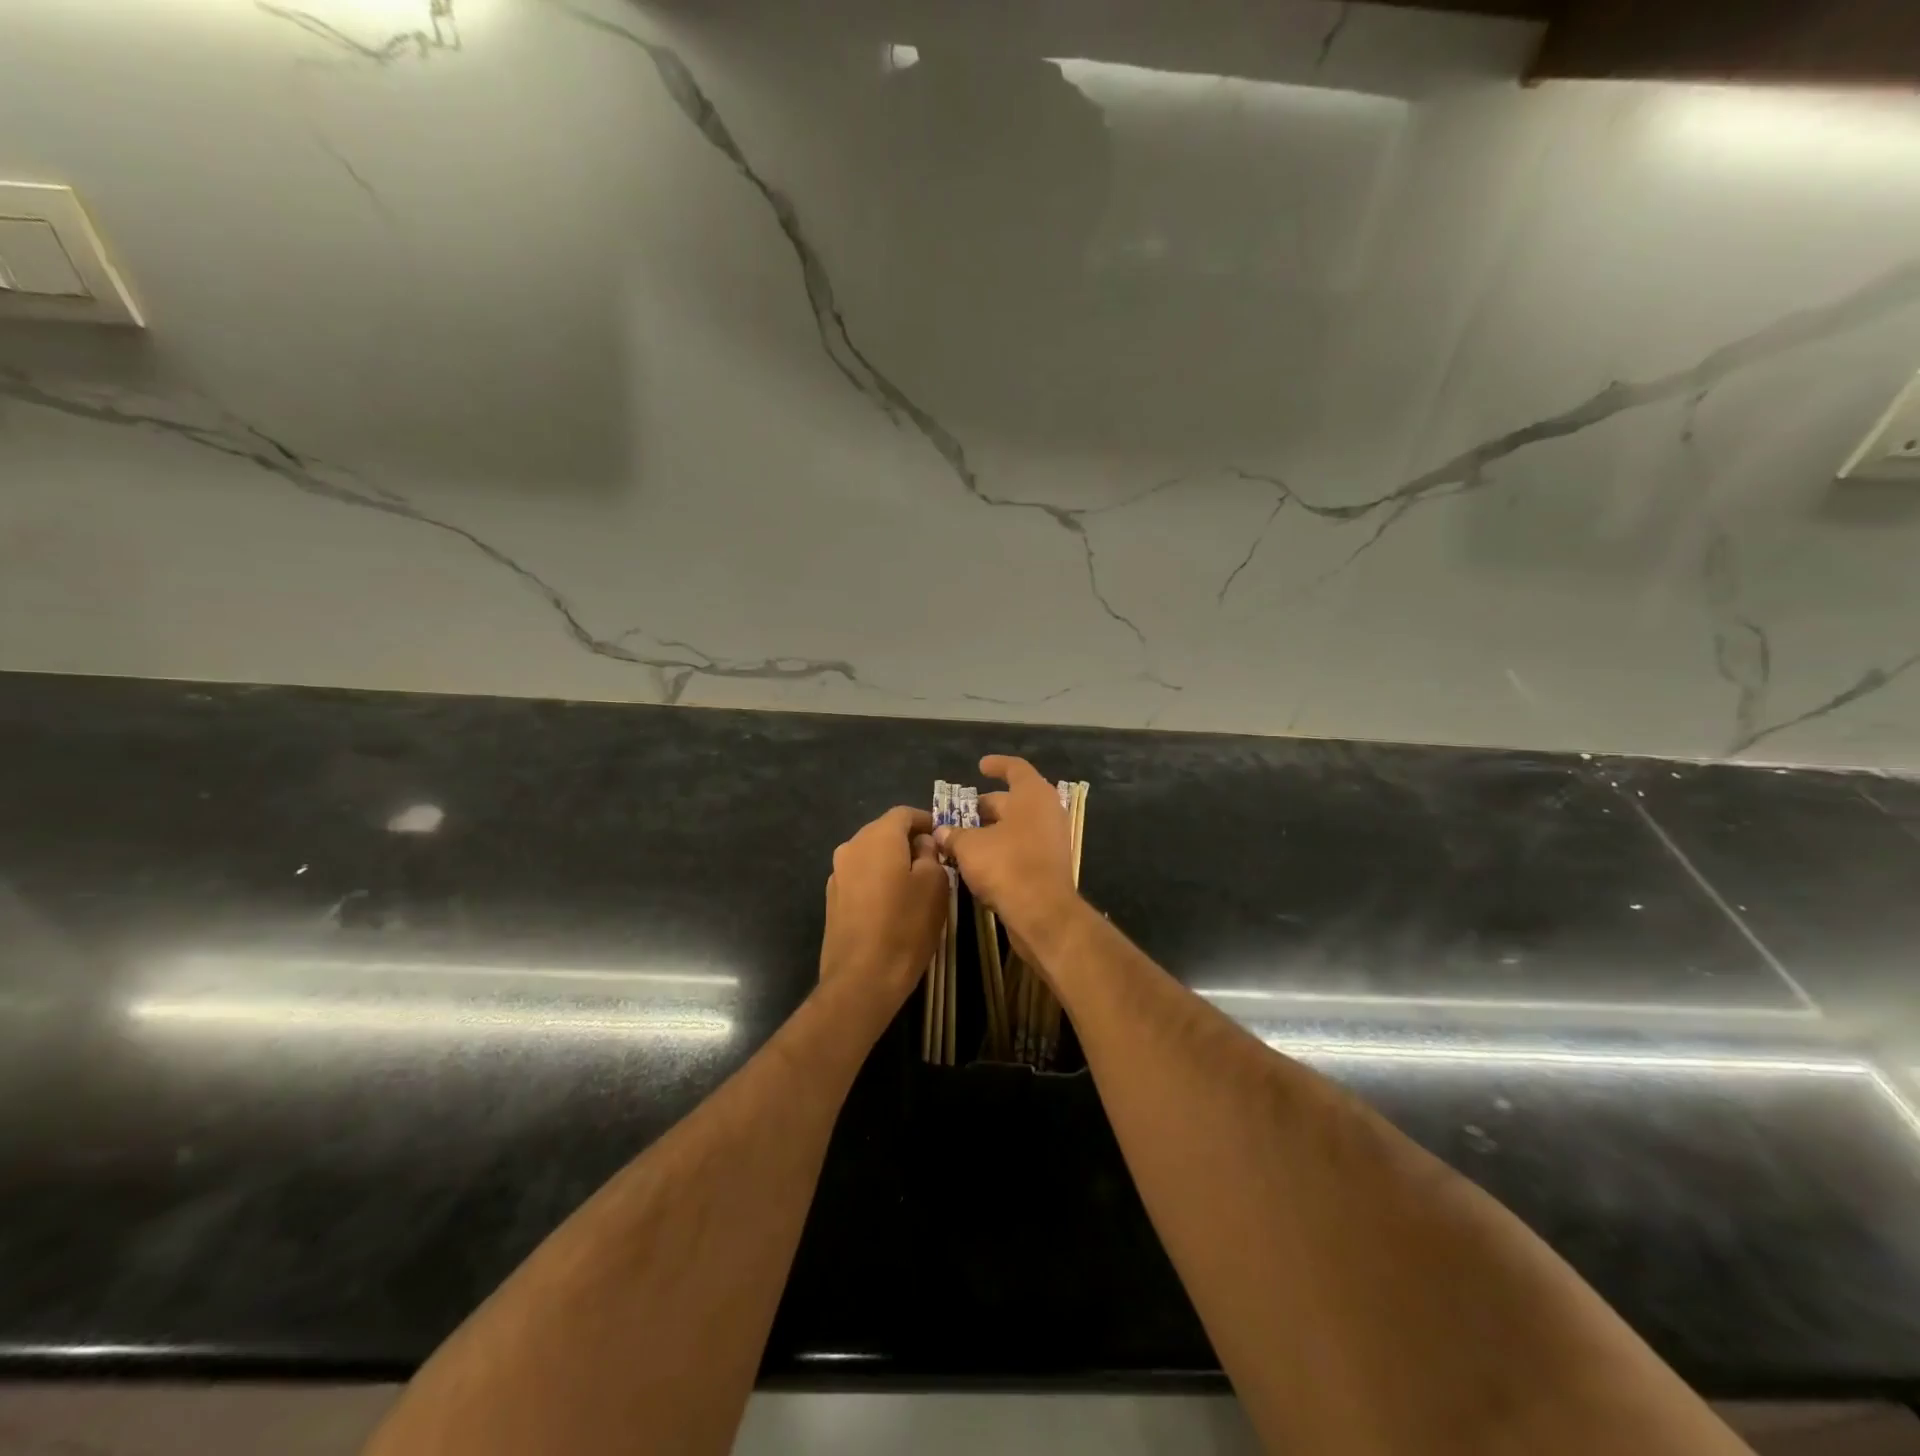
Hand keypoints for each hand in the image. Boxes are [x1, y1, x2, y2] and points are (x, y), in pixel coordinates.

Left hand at [819, 805, 948, 1018]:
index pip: (904, 813)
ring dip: (892, 862)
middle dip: (909, 841)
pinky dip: (878, 881)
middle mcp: (851, 847)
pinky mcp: (832, 899)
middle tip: (935, 862)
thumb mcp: (935, 886)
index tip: (944, 838)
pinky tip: (892, 905)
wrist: (861, 978)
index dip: (926, 821)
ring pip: (871, 855)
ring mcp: (837, 874)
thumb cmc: (905, 926)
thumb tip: (921, 845)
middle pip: (884, 832)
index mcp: (877, 837)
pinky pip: (860, 877)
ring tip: (915, 885)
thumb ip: (930, 855)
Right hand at [933, 756, 1080, 949]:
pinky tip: (980, 859)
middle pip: (1015, 799)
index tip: (980, 766)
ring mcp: (1052, 839)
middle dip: (988, 805)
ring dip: (994, 829)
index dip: (997, 765)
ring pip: (1019, 825)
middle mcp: (1047, 812)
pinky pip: (1024, 846)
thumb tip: (941, 832)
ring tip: (966, 837)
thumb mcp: (970, 847)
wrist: (1042, 913)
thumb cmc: (1007, 866)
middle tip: (963, 813)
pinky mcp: (1050, 864)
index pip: (1015, 769)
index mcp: (1032, 795)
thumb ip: (954, 835)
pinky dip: (1003, 847)